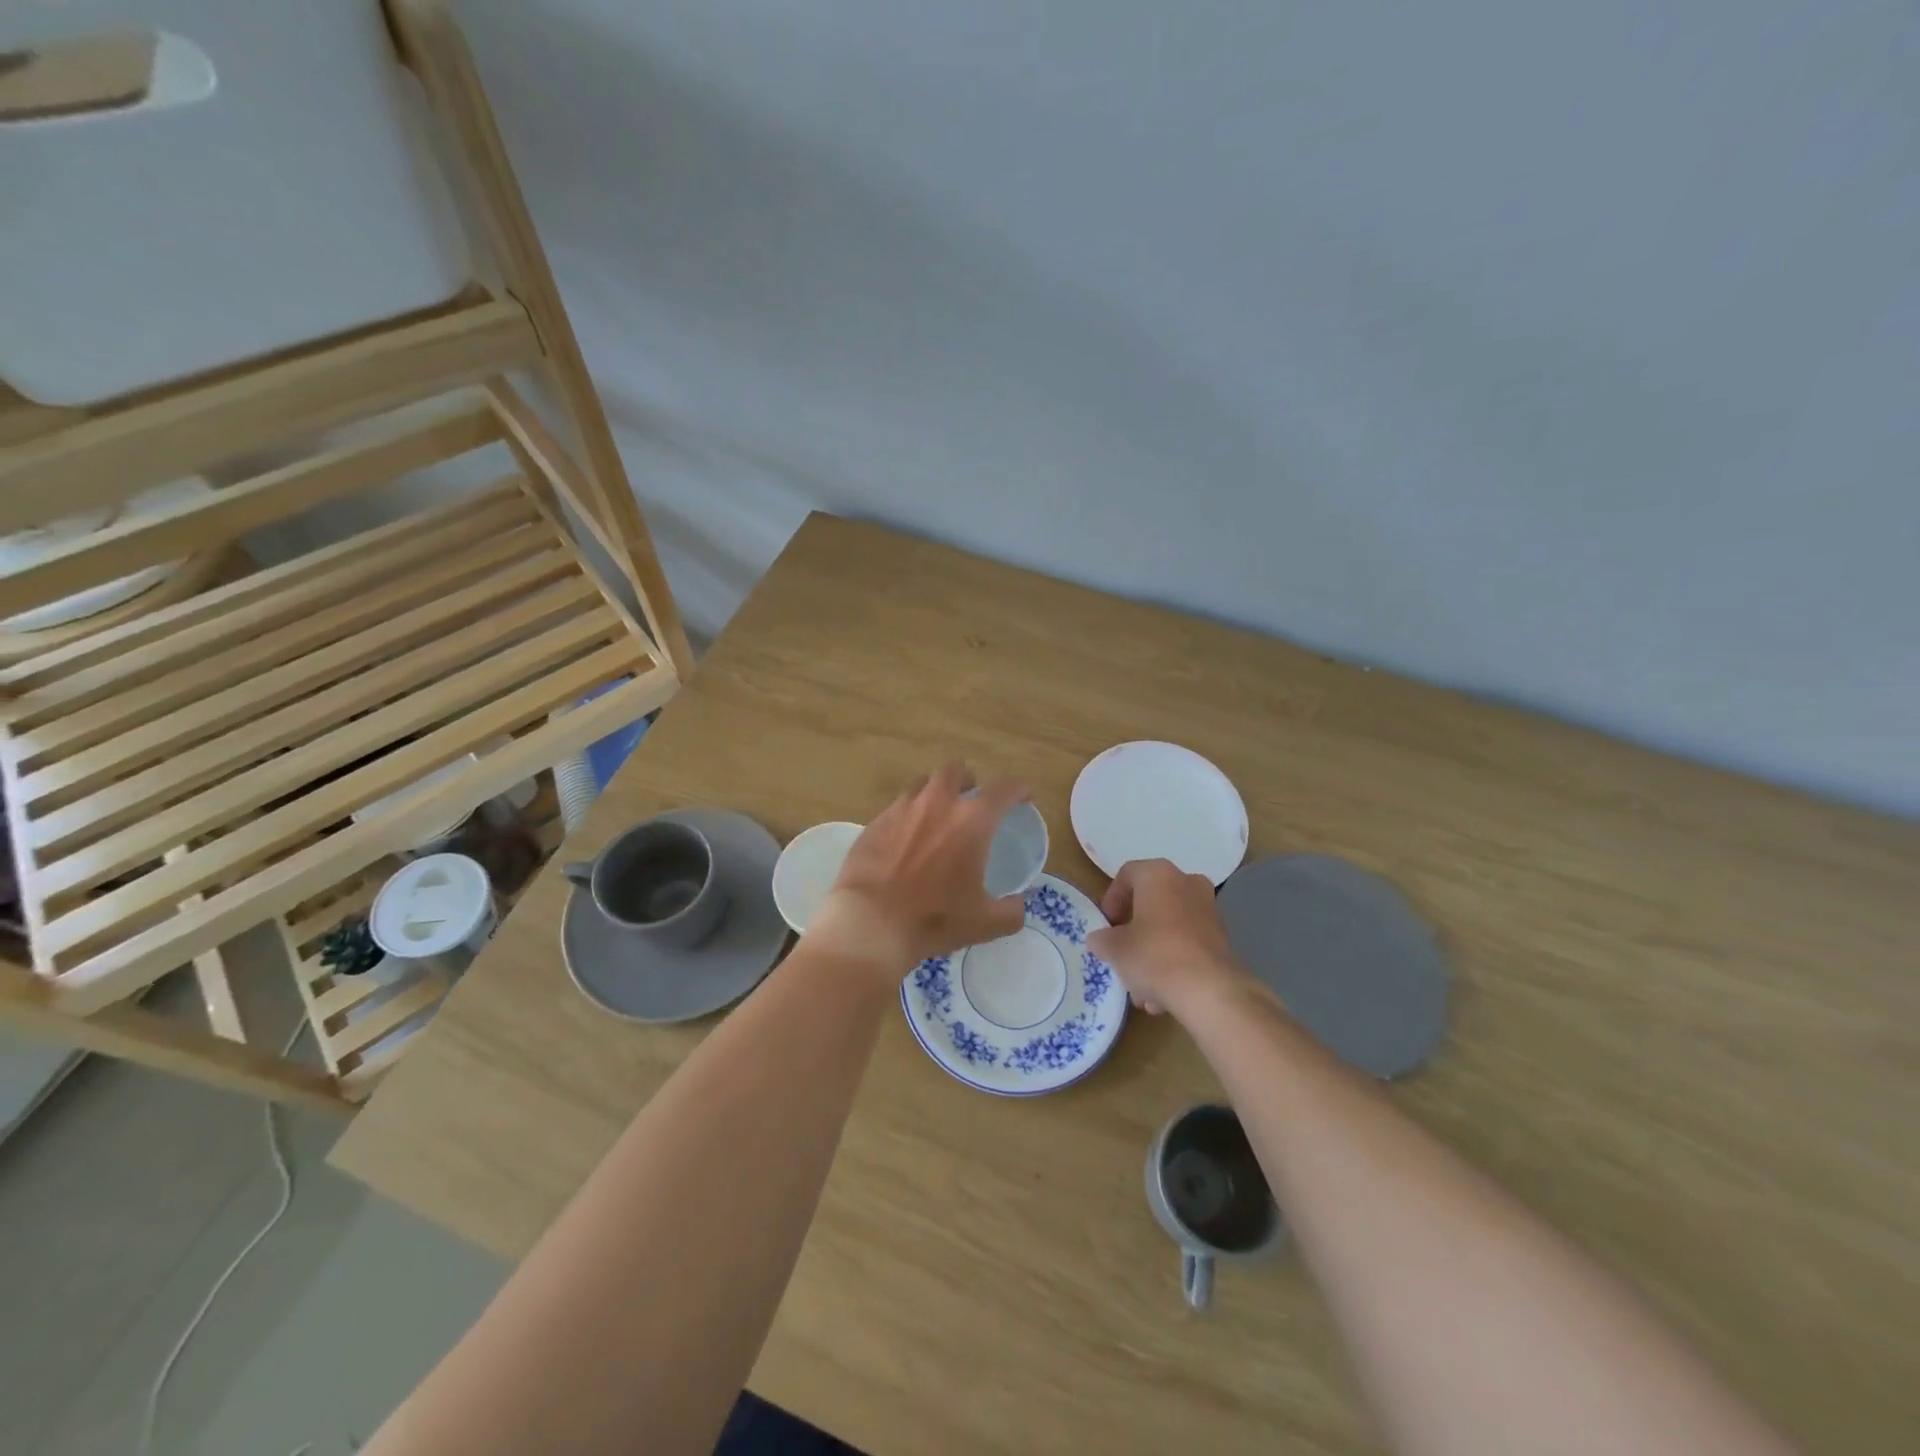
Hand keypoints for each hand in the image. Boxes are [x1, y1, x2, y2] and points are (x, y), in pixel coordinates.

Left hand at [807, 763, 1029, 980]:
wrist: (870, 922)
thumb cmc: (934, 918)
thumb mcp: (984, 923)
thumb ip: (1010, 911)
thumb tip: (1017, 904)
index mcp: (972, 821)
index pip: (1003, 791)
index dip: (1018, 789)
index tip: (1023, 795)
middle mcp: (938, 803)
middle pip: (955, 771)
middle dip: (968, 780)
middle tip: (971, 798)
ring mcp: (902, 808)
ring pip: (923, 783)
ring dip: (935, 792)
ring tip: (937, 814)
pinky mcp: (875, 822)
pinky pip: (897, 806)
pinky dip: (908, 814)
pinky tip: (906, 838)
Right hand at [1087, 859, 1249, 1018]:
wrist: (1210, 992)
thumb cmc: (1155, 956)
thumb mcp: (1114, 949)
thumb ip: (1102, 939)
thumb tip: (1101, 940)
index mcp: (1158, 874)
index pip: (1127, 874)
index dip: (1111, 900)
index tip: (1106, 925)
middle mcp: (1187, 883)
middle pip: (1150, 902)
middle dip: (1134, 930)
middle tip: (1121, 952)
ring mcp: (1209, 910)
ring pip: (1170, 927)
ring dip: (1152, 953)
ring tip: (1140, 987)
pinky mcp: (1223, 939)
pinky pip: (1188, 945)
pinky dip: (1173, 963)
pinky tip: (1162, 996)